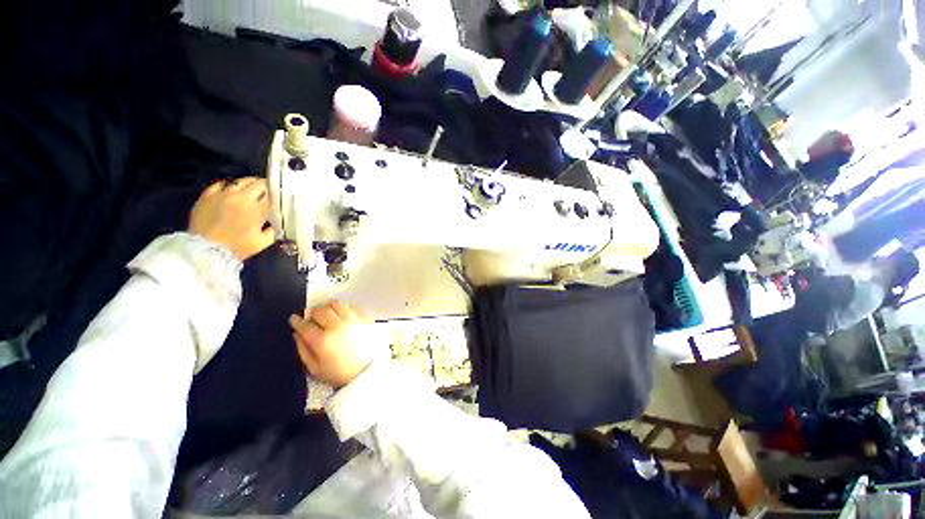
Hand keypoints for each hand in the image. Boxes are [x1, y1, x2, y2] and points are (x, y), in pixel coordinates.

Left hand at [189, 177, 274, 260]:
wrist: (207, 250)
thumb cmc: (237, 247)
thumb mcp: (263, 242)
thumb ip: (272, 230)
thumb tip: (276, 224)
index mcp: (258, 209)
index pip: (272, 195)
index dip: (276, 194)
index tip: (278, 196)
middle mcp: (242, 198)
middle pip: (258, 184)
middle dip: (265, 186)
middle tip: (267, 189)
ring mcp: (223, 195)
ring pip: (241, 181)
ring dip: (249, 182)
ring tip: (252, 186)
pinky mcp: (208, 196)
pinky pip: (220, 184)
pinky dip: (228, 185)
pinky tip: (230, 189)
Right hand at [289, 302, 374, 387]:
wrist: (367, 371)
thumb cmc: (340, 373)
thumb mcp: (315, 369)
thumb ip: (303, 350)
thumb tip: (297, 334)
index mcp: (322, 340)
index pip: (305, 325)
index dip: (296, 321)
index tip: (294, 319)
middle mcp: (337, 326)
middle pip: (320, 310)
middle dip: (312, 313)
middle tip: (312, 318)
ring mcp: (353, 320)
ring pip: (336, 304)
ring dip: (328, 307)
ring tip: (328, 314)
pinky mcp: (365, 318)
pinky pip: (352, 306)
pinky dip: (345, 308)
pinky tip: (343, 315)